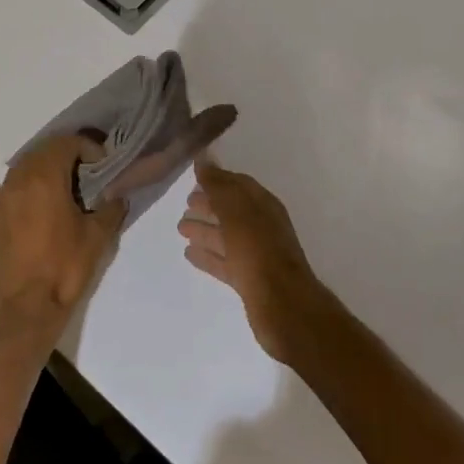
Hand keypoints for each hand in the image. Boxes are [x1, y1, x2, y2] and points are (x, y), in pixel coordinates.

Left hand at [0, 134, 124, 351]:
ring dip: (41, 172)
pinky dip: (7, 194)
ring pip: (20, 169)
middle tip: (86, 175)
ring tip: (59, 190)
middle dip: (66, 156)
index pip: (66, 143)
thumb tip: (117, 196)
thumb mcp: (99, 236)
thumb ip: (111, 208)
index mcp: (45, 177)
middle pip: (42, 152)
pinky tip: (19, 207)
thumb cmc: (65, 267)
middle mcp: (18, 180)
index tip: (102, 166)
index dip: (88, 148)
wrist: (29, 306)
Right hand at [179, 159, 335, 363]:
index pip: (238, 185)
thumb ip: (219, 185)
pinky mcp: (249, 279)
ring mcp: (256, 254)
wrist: (283, 305)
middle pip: (232, 210)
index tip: (194, 177)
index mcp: (263, 206)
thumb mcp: (236, 211)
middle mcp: (262, 226)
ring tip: (181, 227)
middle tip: (185, 203)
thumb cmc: (258, 250)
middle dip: (210, 204)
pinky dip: (208, 255)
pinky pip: (224, 261)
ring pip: (226, 236)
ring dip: (205, 230)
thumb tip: (204, 158)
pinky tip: (189, 254)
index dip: (217, 179)